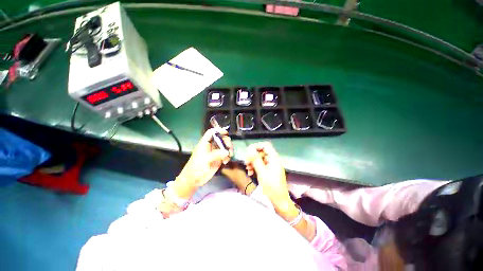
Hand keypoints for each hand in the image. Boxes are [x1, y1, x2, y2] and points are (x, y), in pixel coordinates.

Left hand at [172, 128, 232, 198]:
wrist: (194, 180)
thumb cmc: (196, 168)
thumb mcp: (205, 160)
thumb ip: (217, 155)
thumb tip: (227, 152)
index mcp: (205, 143)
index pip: (211, 133)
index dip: (218, 130)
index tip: (226, 133)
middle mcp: (211, 146)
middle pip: (221, 138)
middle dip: (227, 142)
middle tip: (229, 148)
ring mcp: (215, 152)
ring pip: (225, 146)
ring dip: (229, 150)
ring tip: (229, 156)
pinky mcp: (218, 159)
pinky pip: (226, 154)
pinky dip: (228, 157)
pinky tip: (225, 162)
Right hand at [244, 142, 292, 209]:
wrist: (279, 201)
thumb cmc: (271, 187)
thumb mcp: (262, 172)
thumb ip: (256, 160)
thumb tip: (250, 149)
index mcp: (274, 158)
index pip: (266, 145)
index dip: (256, 146)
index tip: (248, 151)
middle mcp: (273, 160)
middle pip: (262, 152)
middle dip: (253, 156)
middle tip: (246, 162)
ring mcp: (271, 166)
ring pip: (260, 159)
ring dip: (253, 162)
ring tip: (248, 169)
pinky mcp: (269, 171)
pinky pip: (261, 165)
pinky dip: (255, 167)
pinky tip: (250, 173)